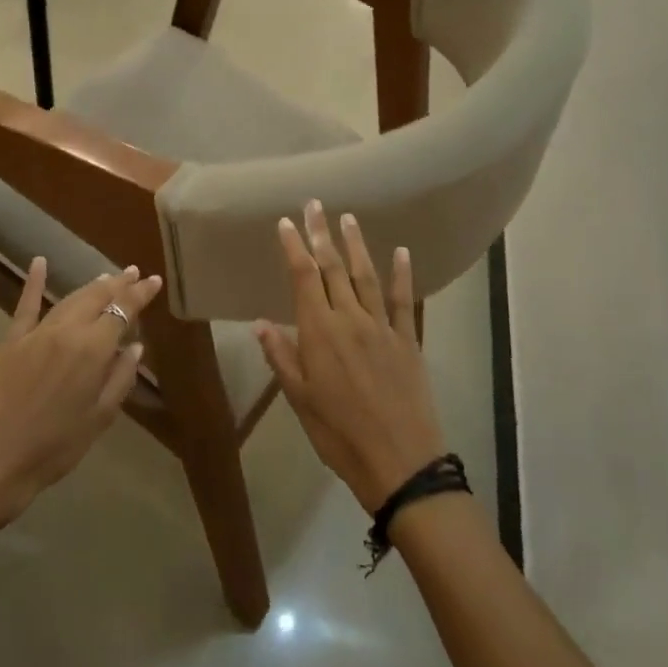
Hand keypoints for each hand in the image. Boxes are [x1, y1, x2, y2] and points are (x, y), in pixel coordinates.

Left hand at [0, 259, 160, 541]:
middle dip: (119, 284)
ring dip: (91, 286)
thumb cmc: (54, 449)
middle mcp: (67, 331)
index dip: (140, 294)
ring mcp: (36, 333)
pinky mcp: (11, 341)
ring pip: (69, 299)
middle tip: (134, 273)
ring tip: (107, 277)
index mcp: (93, 350)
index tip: (154, 281)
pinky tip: (39, 262)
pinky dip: (32, 282)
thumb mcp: (99, 419)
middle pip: (97, 297)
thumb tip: (135, 346)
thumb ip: (120, 378)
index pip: (123, 311)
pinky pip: (25, 305)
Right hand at [253, 201, 447, 514]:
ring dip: (356, 245)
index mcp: (319, 332)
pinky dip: (401, 274)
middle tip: (315, 205)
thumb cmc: (339, 434)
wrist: (399, 461)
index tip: (286, 222)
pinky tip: (401, 252)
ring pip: (366, 276)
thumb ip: (282, 357)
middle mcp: (350, 319)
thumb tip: (260, 323)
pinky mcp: (407, 339)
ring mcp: (381, 327)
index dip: (294, 247)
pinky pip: (402, 300)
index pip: (303, 277)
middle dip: (321, 234)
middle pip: (333, 268)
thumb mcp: (300, 400)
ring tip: (348, 219)